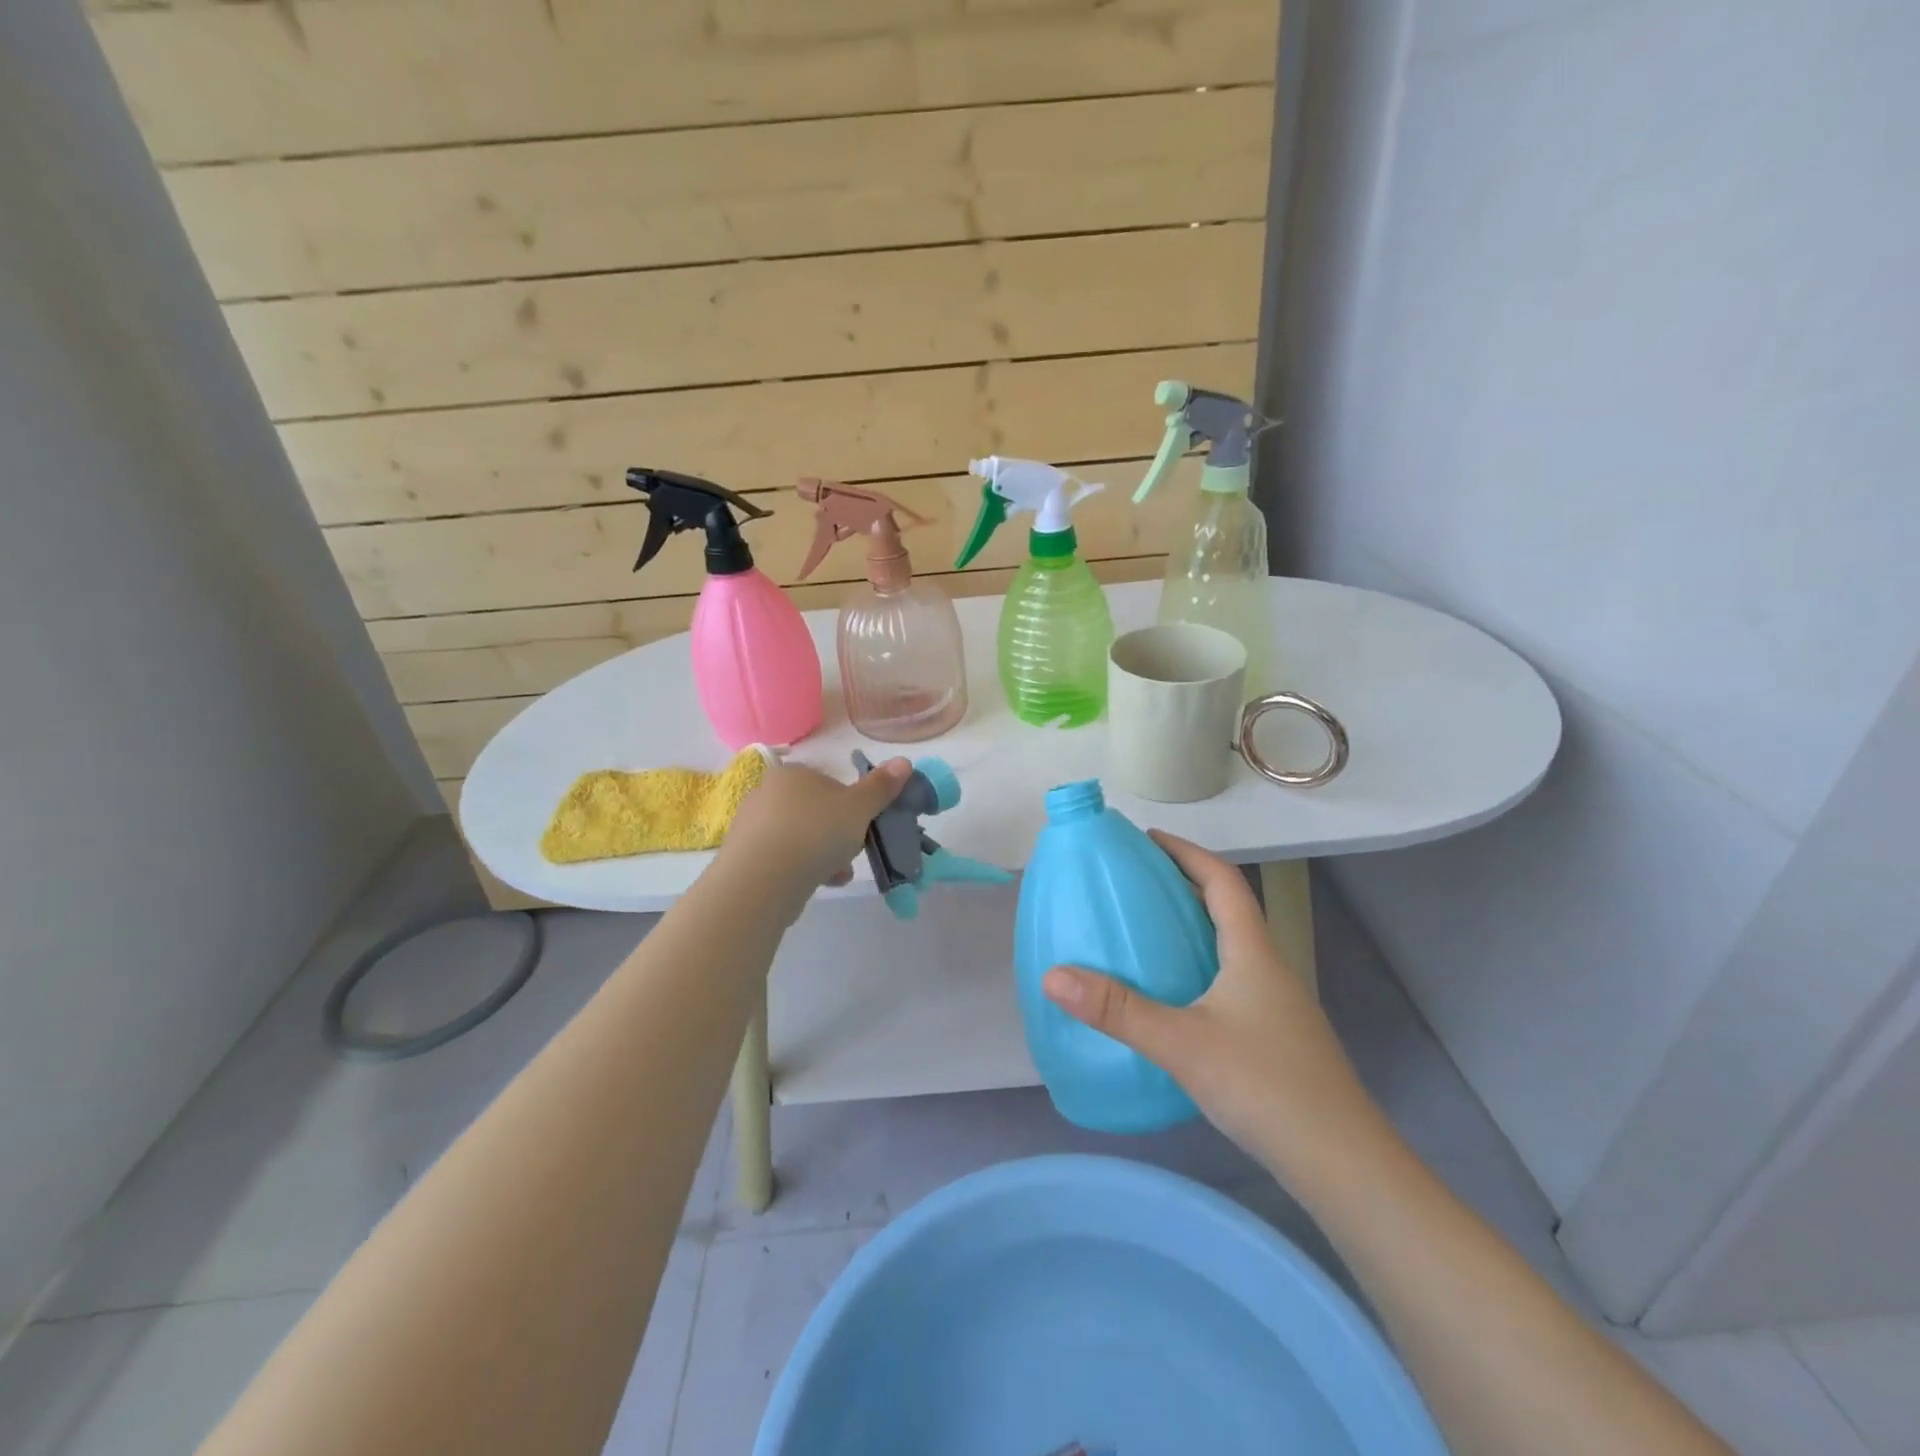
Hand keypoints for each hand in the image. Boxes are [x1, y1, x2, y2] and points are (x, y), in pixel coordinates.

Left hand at [720, 755, 911, 895]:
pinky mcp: (744, 857)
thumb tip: (904, 761)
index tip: (862, 826)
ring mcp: (752, 825)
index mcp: (793, 773)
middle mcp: (767, 792)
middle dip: (837, 834)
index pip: (829, 783)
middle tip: (852, 851)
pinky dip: (802, 869)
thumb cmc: (815, 832)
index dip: (851, 806)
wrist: (762, 880)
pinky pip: (783, 859)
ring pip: (800, 837)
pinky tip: (819, 884)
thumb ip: (881, 786)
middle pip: (815, 812)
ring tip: (838, 873)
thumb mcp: (859, 807)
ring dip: (823, 855)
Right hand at [1042, 833, 1379, 1173]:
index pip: (1223, 880)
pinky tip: (1170, 995)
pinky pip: (1228, 979)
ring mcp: (1274, 1003)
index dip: (1186, 852)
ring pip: (1228, 946)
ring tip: (1143, 931)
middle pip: (1226, 907)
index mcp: (1251, 951)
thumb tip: (1053, 976)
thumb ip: (1118, 1010)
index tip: (1147, 838)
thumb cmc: (1266, 1086)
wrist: (1343, 1164)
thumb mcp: (1183, 1044)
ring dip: (1190, 927)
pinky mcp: (1272, 1036)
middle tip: (1133, 883)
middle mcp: (1267, 967)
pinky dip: (1196, 967)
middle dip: (1182, 884)